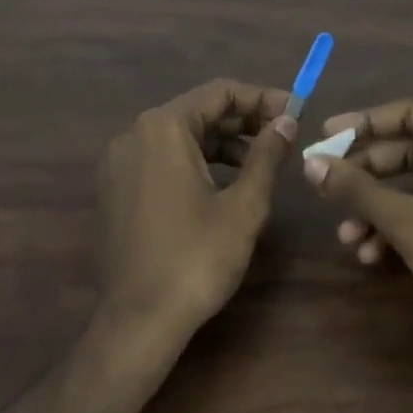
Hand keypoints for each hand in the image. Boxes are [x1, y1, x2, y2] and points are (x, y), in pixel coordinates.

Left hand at [97, 79, 297, 332]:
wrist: (139, 320)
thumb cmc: (196, 258)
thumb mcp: (243, 206)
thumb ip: (267, 155)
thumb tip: (286, 121)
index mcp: (162, 128)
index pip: (219, 92)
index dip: (262, 98)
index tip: (296, 112)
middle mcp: (134, 134)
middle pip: (198, 111)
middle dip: (244, 120)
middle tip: (284, 136)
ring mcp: (119, 162)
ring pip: (180, 136)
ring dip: (222, 142)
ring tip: (261, 162)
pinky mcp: (116, 188)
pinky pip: (162, 159)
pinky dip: (196, 161)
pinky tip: (224, 183)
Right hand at [302, 100, 412, 341]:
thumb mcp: (406, 221)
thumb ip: (356, 189)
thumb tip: (309, 163)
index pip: (411, 114)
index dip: (363, 124)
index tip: (324, 137)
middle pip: (411, 151)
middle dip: (366, 176)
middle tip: (324, 187)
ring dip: (378, 209)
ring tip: (346, 237)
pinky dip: (400, 228)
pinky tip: (371, 255)